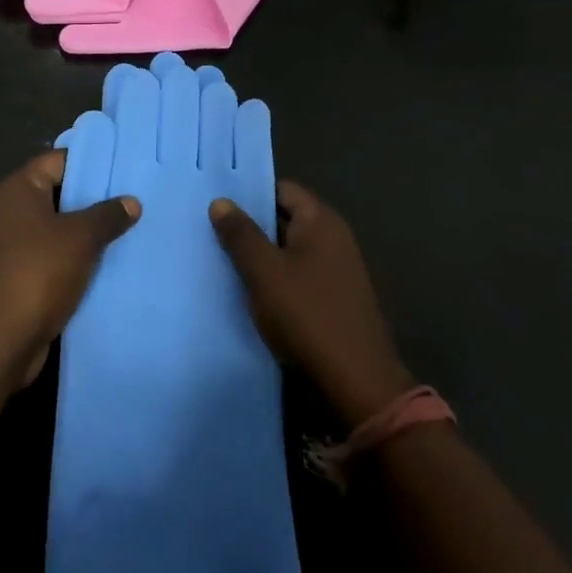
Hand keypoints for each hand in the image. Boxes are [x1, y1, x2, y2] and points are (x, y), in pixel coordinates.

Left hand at [0, 151, 139, 384]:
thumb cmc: (37, 272)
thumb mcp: (80, 237)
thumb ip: (107, 215)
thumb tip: (131, 201)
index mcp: (19, 189)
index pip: (58, 160)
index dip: (91, 161)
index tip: (125, 166)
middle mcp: (13, 211)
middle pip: (60, 194)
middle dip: (95, 198)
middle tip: (136, 197)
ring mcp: (16, 246)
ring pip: (61, 229)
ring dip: (90, 233)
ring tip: (132, 228)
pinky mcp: (23, 277)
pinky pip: (58, 258)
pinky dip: (80, 260)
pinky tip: (113, 263)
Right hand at [210, 181, 413, 425]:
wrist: (358, 384)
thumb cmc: (308, 315)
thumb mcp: (264, 272)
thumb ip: (241, 234)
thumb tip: (221, 201)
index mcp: (321, 220)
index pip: (281, 189)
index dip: (250, 194)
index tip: (218, 203)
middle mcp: (334, 237)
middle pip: (286, 218)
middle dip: (252, 225)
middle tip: (212, 231)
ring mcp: (338, 269)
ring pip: (290, 249)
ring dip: (262, 255)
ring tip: (225, 261)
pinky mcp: (336, 298)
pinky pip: (300, 275)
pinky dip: (277, 278)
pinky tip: (253, 293)